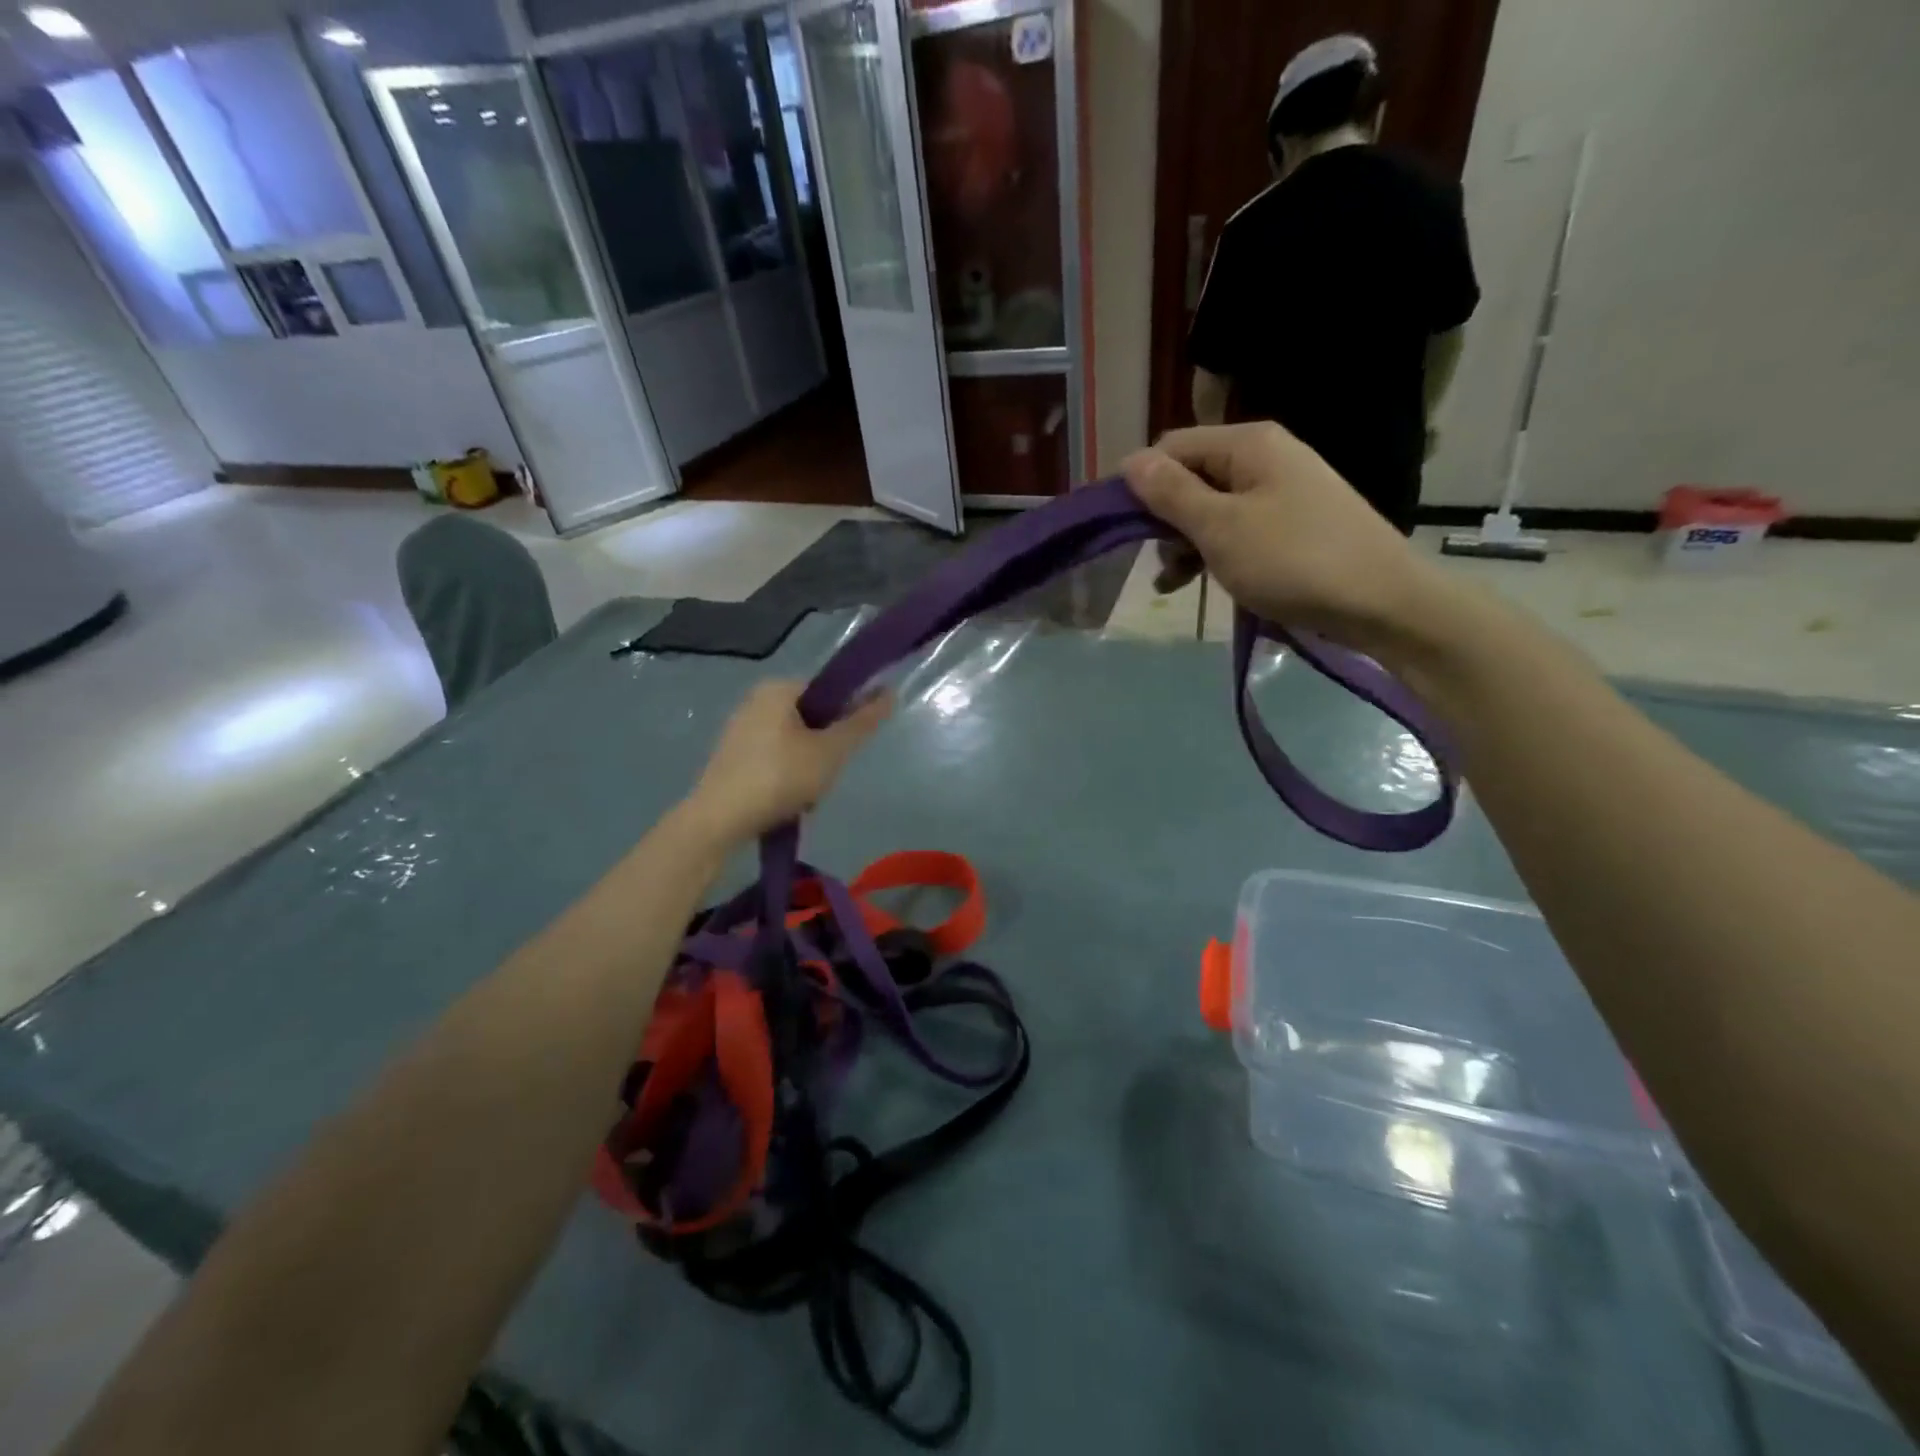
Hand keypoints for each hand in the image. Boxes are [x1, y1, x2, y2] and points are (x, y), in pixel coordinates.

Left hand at [682, 680, 891, 844]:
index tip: (849, 747)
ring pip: (795, 742)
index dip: (847, 717)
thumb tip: (890, 692)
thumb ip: (861, 722)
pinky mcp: (732, 756)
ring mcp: (741, 728)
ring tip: (807, 795)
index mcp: (778, 688)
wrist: (719, 821)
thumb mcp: (830, 751)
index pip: (828, 690)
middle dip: (826, 748)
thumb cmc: (779, 777)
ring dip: (809, 767)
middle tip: (826, 775)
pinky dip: (787, 776)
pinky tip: (787, 801)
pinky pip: (774, 758)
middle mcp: (756, 700)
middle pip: (812, 718)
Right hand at [1122, 423, 1453, 656]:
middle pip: (1191, 476)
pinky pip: (1238, 528)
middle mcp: (1266, 456)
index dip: (1140, 484)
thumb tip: (1129, 461)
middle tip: (1158, 561)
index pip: (1170, 447)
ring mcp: (1283, 490)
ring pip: (1212, 507)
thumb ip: (1171, 493)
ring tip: (1174, 583)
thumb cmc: (1293, 561)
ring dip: (1185, 542)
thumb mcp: (1220, 528)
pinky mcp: (1293, 523)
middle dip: (1164, 518)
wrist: (1383, 603)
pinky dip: (1214, 552)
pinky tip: (1199, 583)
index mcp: (1248, 444)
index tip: (1123, 530)